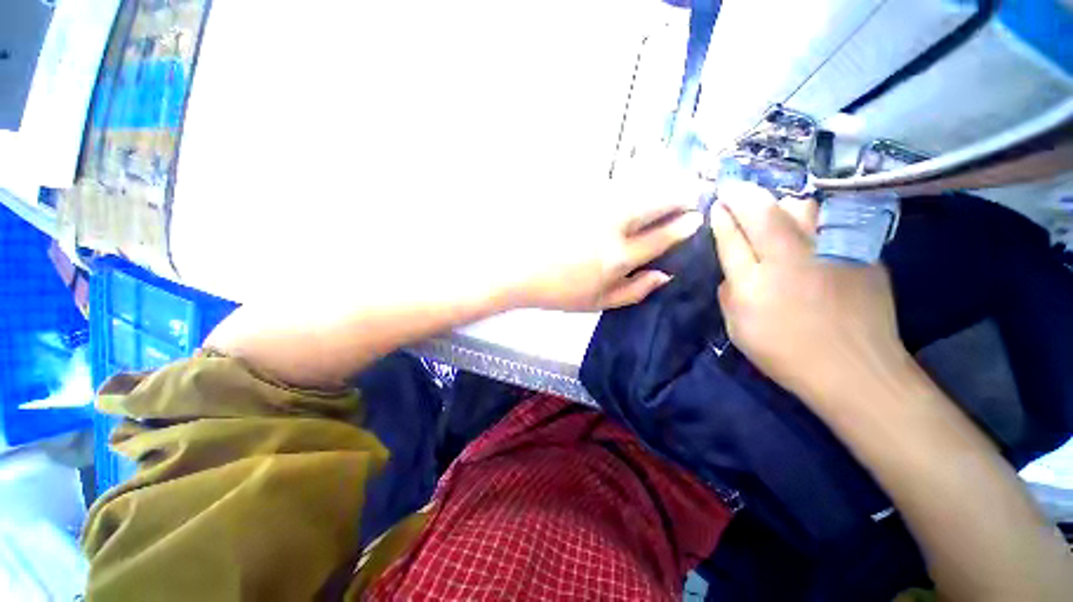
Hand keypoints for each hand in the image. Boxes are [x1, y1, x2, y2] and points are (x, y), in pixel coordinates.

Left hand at [507, 166, 704, 311]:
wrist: (519, 269)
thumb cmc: (559, 291)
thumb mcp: (598, 303)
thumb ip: (635, 290)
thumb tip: (666, 274)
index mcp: (617, 258)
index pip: (662, 236)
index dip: (684, 225)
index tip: (696, 217)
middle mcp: (610, 227)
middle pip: (655, 202)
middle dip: (679, 195)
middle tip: (690, 192)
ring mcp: (592, 206)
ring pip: (636, 185)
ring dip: (658, 182)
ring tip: (670, 182)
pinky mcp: (577, 194)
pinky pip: (611, 180)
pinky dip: (630, 178)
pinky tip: (635, 179)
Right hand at [710, 181, 906, 402]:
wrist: (855, 370)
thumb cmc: (786, 354)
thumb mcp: (738, 329)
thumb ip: (729, 292)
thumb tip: (733, 268)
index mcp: (754, 284)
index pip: (731, 238)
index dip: (722, 218)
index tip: (717, 203)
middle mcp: (790, 260)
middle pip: (763, 212)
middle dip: (742, 195)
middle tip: (732, 188)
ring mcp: (830, 252)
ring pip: (801, 206)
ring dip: (779, 202)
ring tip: (772, 209)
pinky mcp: (860, 253)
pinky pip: (829, 221)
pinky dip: (810, 218)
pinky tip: (806, 227)